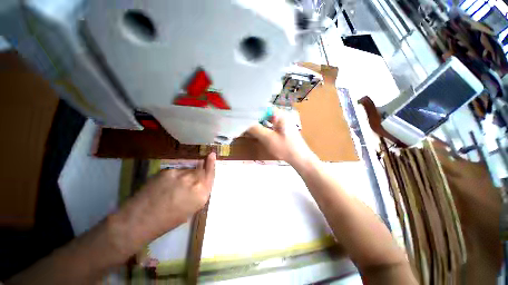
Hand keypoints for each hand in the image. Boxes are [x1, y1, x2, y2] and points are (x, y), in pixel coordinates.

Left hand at [116, 153, 215, 248]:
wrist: (140, 220)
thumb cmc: (168, 221)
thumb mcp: (191, 209)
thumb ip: (199, 193)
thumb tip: (200, 182)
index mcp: (202, 194)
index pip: (210, 174)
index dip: (211, 163)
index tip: (212, 154)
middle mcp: (194, 181)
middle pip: (200, 171)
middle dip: (197, 174)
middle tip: (188, 183)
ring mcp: (181, 174)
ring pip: (187, 170)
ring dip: (184, 176)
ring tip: (173, 188)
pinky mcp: (168, 170)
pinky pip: (176, 171)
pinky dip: (173, 177)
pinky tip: (164, 186)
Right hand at [247, 108, 315, 166]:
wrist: (299, 158)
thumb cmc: (285, 147)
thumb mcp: (268, 138)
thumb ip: (256, 129)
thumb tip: (244, 123)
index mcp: (280, 114)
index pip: (263, 107)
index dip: (252, 110)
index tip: (242, 115)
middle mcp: (281, 116)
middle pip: (264, 113)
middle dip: (254, 118)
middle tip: (243, 123)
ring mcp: (282, 123)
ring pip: (266, 120)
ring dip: (257, 124)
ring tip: (247, 128)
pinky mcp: (281, 130)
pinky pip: (269, 126)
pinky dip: (262, 129)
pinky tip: (256, 133)